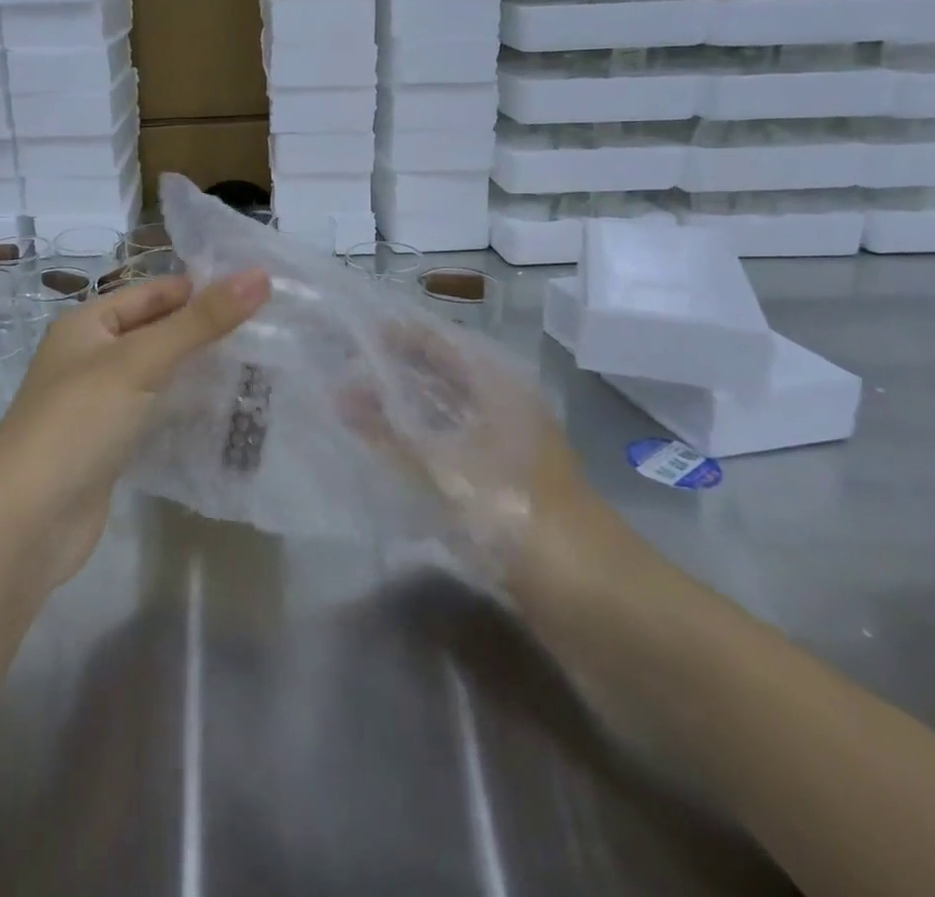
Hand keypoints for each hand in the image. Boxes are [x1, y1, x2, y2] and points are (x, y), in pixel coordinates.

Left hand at [0, 269, 270, 585]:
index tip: (258, 291)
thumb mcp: (141, 361)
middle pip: (156, 332)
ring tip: (258, 368)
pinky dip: (184, 410)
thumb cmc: (78, 422)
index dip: (200, 289)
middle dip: (204, 332)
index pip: (152, 292)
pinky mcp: (109, 446)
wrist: (25, 524)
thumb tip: (260, 275)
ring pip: (157, 375)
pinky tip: (224, 414)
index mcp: (87, 324)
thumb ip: (201, 321)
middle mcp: (90, 358)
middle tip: (268, 331)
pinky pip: (154, 414)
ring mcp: (98, 405)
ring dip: (198, 372)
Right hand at [341, 319, 618, 588]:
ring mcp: (507, 447)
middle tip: (341, 369)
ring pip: (445, 413)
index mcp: (497, 385)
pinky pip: (451, 450)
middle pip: (442, 374)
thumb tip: (339, 392)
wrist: (596, 602)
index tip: (348, 333)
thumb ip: (386, 431)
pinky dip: (418, 445)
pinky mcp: (506, 486)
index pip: (438, 340)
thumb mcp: (442, 469)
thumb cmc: (517, 515)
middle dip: (394, 370)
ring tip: (351, 407)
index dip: (395, 334)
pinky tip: (385, 456)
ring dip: (404, 409)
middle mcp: (504, 406)